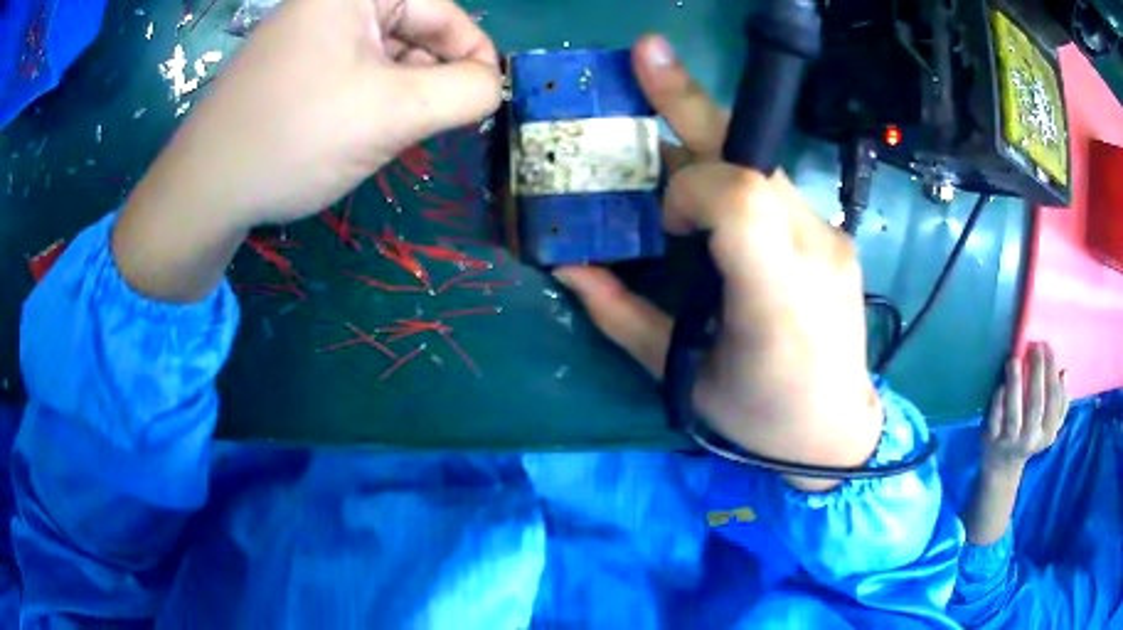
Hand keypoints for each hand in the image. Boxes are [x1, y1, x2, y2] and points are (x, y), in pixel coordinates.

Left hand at [116, 0, 499, 300]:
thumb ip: (464, 92)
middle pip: (412, 28)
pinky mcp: (294, 63)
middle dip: (430, 76)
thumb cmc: (294, 139)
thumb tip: (492, 86)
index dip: (473, 53)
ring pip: (385, 54)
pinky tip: (359, 132)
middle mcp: (331, 3)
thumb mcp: (392, 113)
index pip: (442, 10)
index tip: (483, 102)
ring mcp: (309, 32)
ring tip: (388, 135)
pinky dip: (371, 99)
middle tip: (430, 126)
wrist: (203, 192)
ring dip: (400, 92)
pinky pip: (354, 70)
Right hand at [555, 36, 880, 489]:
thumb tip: (570, 267)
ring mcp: (832, 238)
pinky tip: (718, 210)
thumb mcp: (683, 378)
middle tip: (647, 52)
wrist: (837, 432)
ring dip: (711, 151)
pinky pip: (776, 190)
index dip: (689, 187)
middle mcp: (815, 252)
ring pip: (762, 167)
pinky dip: (736, 182)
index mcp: (776, 300)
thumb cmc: (759, 417)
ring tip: (672, 150)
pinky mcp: (835, 237)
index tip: (664, 219)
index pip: (737, 197)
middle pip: (753, 157)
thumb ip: (623, 317)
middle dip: (690, 101)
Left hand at [982, 342, 1068, 473]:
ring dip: (1015, 385)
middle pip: (1036, 405)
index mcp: (1047, 433)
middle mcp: (1030, 439)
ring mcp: (1010, 441)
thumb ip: (1060, 401)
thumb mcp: (1048, 424)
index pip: (1053, 401)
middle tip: (1036, 346)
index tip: (1049, 347)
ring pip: (1013, 414)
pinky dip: (997, 401)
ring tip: (1015, 360)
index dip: (1052, 374)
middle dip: (1037, 374)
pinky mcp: (991, 439)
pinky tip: (1000, 383)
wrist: (1002, 466)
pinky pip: (995, 419)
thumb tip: (1064, 372)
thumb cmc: (1030, 434)